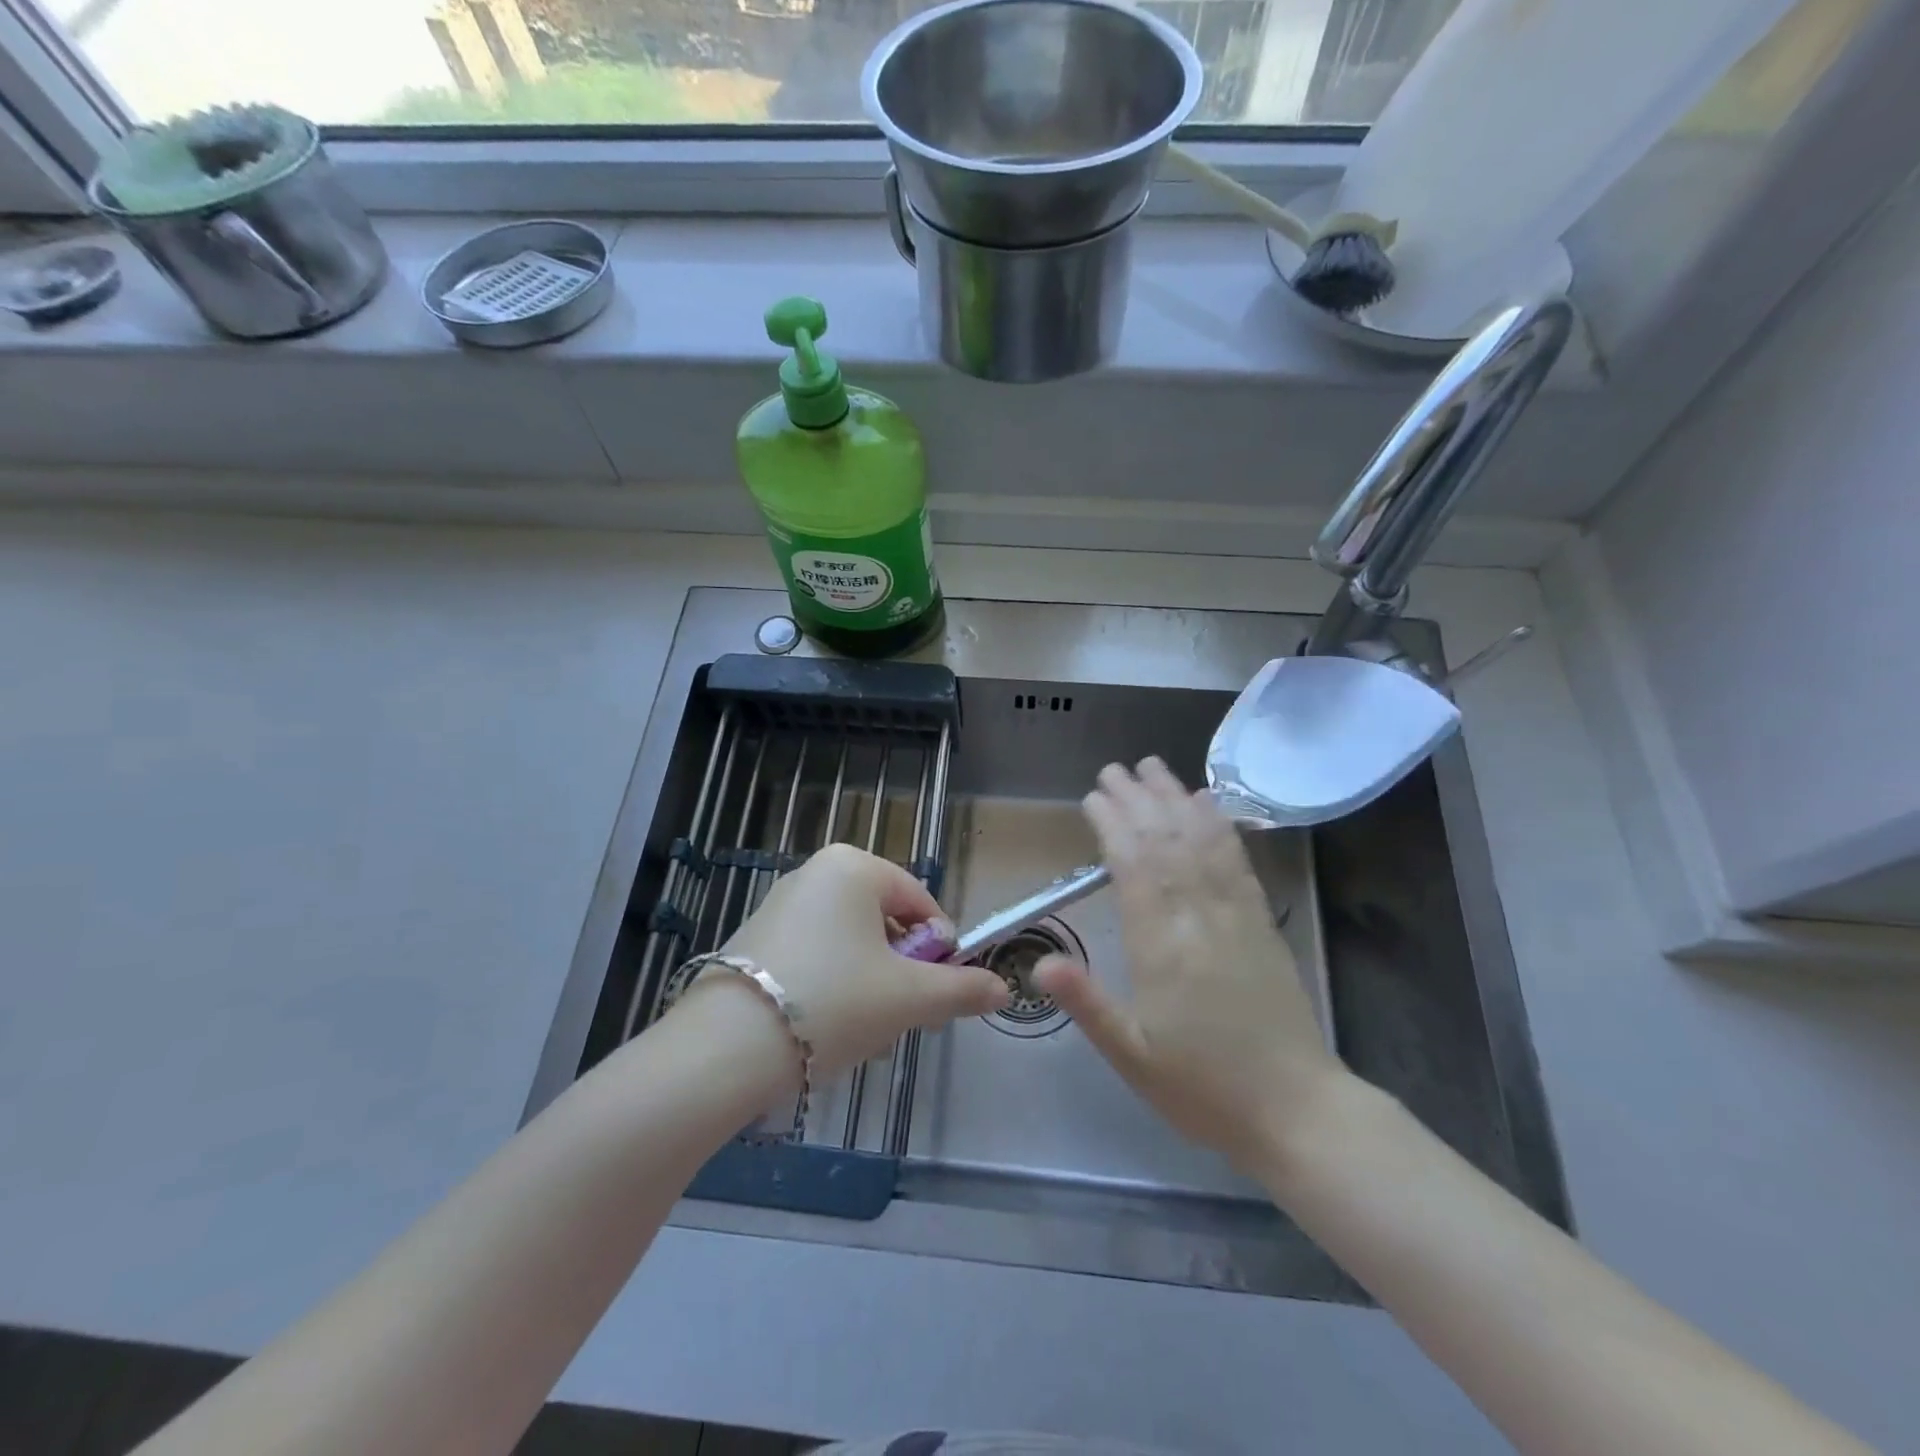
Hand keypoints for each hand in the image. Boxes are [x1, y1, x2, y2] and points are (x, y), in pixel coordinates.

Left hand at [707, 842, 1008, 1073]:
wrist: (726, 1049)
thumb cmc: (833, 1003)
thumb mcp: (908, 997)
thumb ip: (961, 989)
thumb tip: (1004, 989)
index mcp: (853, 866)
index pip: (920, 901)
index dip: (940, 948)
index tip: (942, 990)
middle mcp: (814, 872)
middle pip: (883, 920)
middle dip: (902, 969)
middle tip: (903, 1015)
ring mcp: (779, 904)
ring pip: (849, 941)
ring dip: (870, 981)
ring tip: (864, 1029)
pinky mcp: (754, 938)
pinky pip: (814, 953)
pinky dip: (832, 984)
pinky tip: (825, 1027)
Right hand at [1034, 758, 1347, 1170]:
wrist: (1299, 1111)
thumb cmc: (1205, 1088)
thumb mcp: (1133, 1057)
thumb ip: (1087, 1004)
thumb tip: (1039, 962)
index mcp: (1162, 947)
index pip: (1133, 866)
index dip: (1112, 825)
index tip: (1093, 797)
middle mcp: (1200, 917)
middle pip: (1165, 842)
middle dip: (1137, 800)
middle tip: (1114, 768)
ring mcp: (1236, 915)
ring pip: (1201, 841)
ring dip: (1175, 799)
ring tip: (1154, 767)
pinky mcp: (1262, 922)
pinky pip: (1237, 861)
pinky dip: (1219, 825)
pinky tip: (1208, 804)